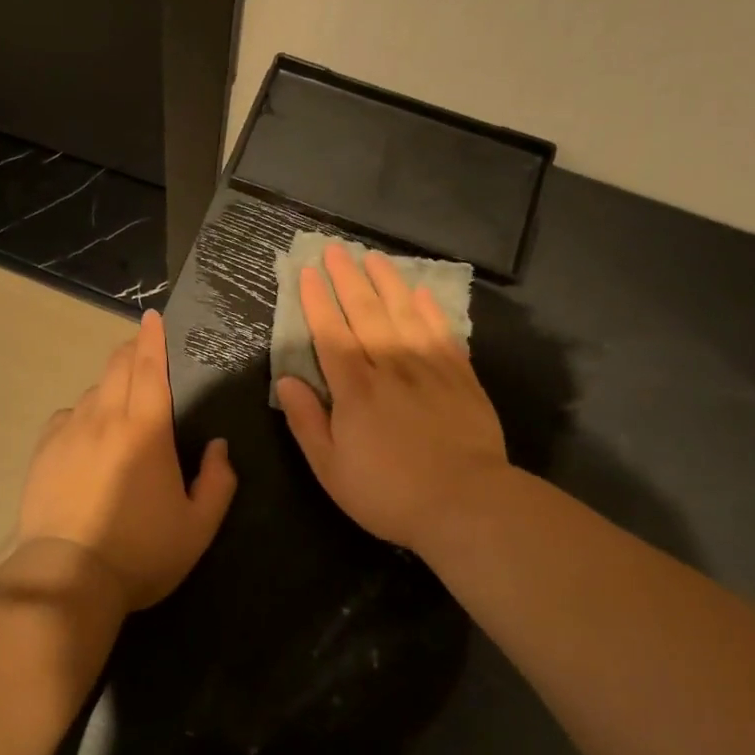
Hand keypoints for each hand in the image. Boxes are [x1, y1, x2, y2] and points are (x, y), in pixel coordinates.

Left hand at [15, 309, 236, 609]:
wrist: (67, 577)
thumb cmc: (140, 552)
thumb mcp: (198, 527)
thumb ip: (218, 482)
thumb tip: (219, 446)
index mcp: (146, 429)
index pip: (150, 367)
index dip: (153, 338)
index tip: (153, 317)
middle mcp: (105, 418)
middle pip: (118, 367)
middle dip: (132, 350)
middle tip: (143, 349)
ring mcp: (70, 432)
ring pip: (93, 391)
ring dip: (110, 385)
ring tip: (120, 402)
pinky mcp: (45, 450)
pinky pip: (68, 416)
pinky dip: (83, 413)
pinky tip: (87, 432)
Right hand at [275, 242, 513, 554]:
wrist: (467, 504)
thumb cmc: (389, 493)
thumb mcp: (331, 469)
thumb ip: (306, 421)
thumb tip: (287, 380)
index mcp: (354, 389)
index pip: (330, 334)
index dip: (318, 302)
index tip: (309, 273)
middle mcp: (390, 367)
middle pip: (366, 313)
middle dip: (348, 279)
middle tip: (337, 249)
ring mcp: (429, 369)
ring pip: (404, 314)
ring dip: (387, 283)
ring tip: (374, 257)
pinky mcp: (461, 379)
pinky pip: (443, 334)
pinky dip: (431, 311)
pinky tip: (422, 294)